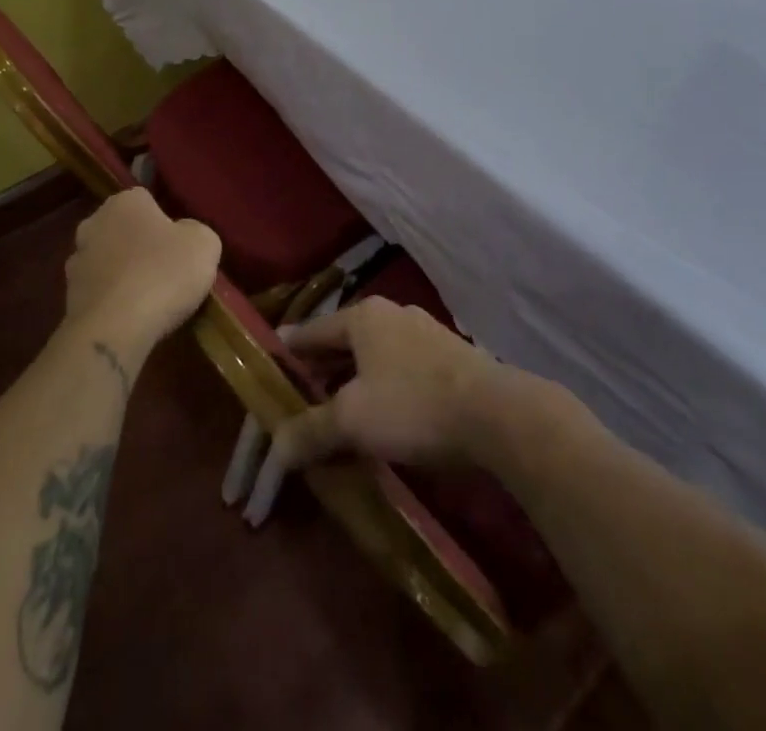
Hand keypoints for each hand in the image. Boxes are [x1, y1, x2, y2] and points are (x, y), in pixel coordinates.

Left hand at [65, 189, 220, 354]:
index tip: (180, 244)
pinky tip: (131, 317)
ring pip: (108, 260)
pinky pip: (100, 291)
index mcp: (124, 202)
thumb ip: (195, 231)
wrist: (114, 330)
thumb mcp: (204, 244)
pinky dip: (113, 300)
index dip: (165, 222)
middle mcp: (93, 223)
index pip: (147, 200)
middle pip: (124, 229)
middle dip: (140, 244)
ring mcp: (76, 261)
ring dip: (124, 273)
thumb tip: (183, 236)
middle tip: (166, 268)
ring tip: (149, 299)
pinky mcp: (68, 297)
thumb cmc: (163, 274)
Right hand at [270, 295, 509, 470]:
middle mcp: (392, 315)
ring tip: (334, 409)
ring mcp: (424, 334)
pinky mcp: (448, 359)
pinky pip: (398, 370)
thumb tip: (273, 450)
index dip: (289, 350)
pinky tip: (379, 415)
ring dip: (351, 381)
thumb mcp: (352, 420)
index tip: (268, 361)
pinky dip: (380, 388)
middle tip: (296, 394)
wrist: (497, 414)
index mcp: (363, 316)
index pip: (311, 331)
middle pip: (342, 342)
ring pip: (373, 357)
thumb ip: (309, 430)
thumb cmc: (413, 404)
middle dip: (320, 369)